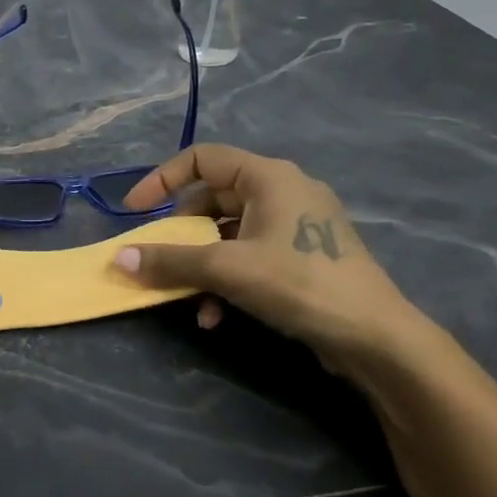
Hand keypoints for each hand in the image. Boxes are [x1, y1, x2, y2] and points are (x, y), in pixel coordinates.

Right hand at [116, 145, 423, 367]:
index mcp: (268, 176)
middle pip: (212, 199)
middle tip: (159, 261)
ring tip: (189, 299)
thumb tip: (119, 258)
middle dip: (181, 235)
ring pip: (228, 233)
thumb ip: (170, 261)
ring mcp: (296, 224)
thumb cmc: (299, 283)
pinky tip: (216, 315)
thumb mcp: (226, 269)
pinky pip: (249, 254)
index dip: (161, 180)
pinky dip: (227, 278)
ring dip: (201, 265)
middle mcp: (282, 190)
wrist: (376, 337)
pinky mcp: (303, 255)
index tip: (135, 211)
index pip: (201, 158)